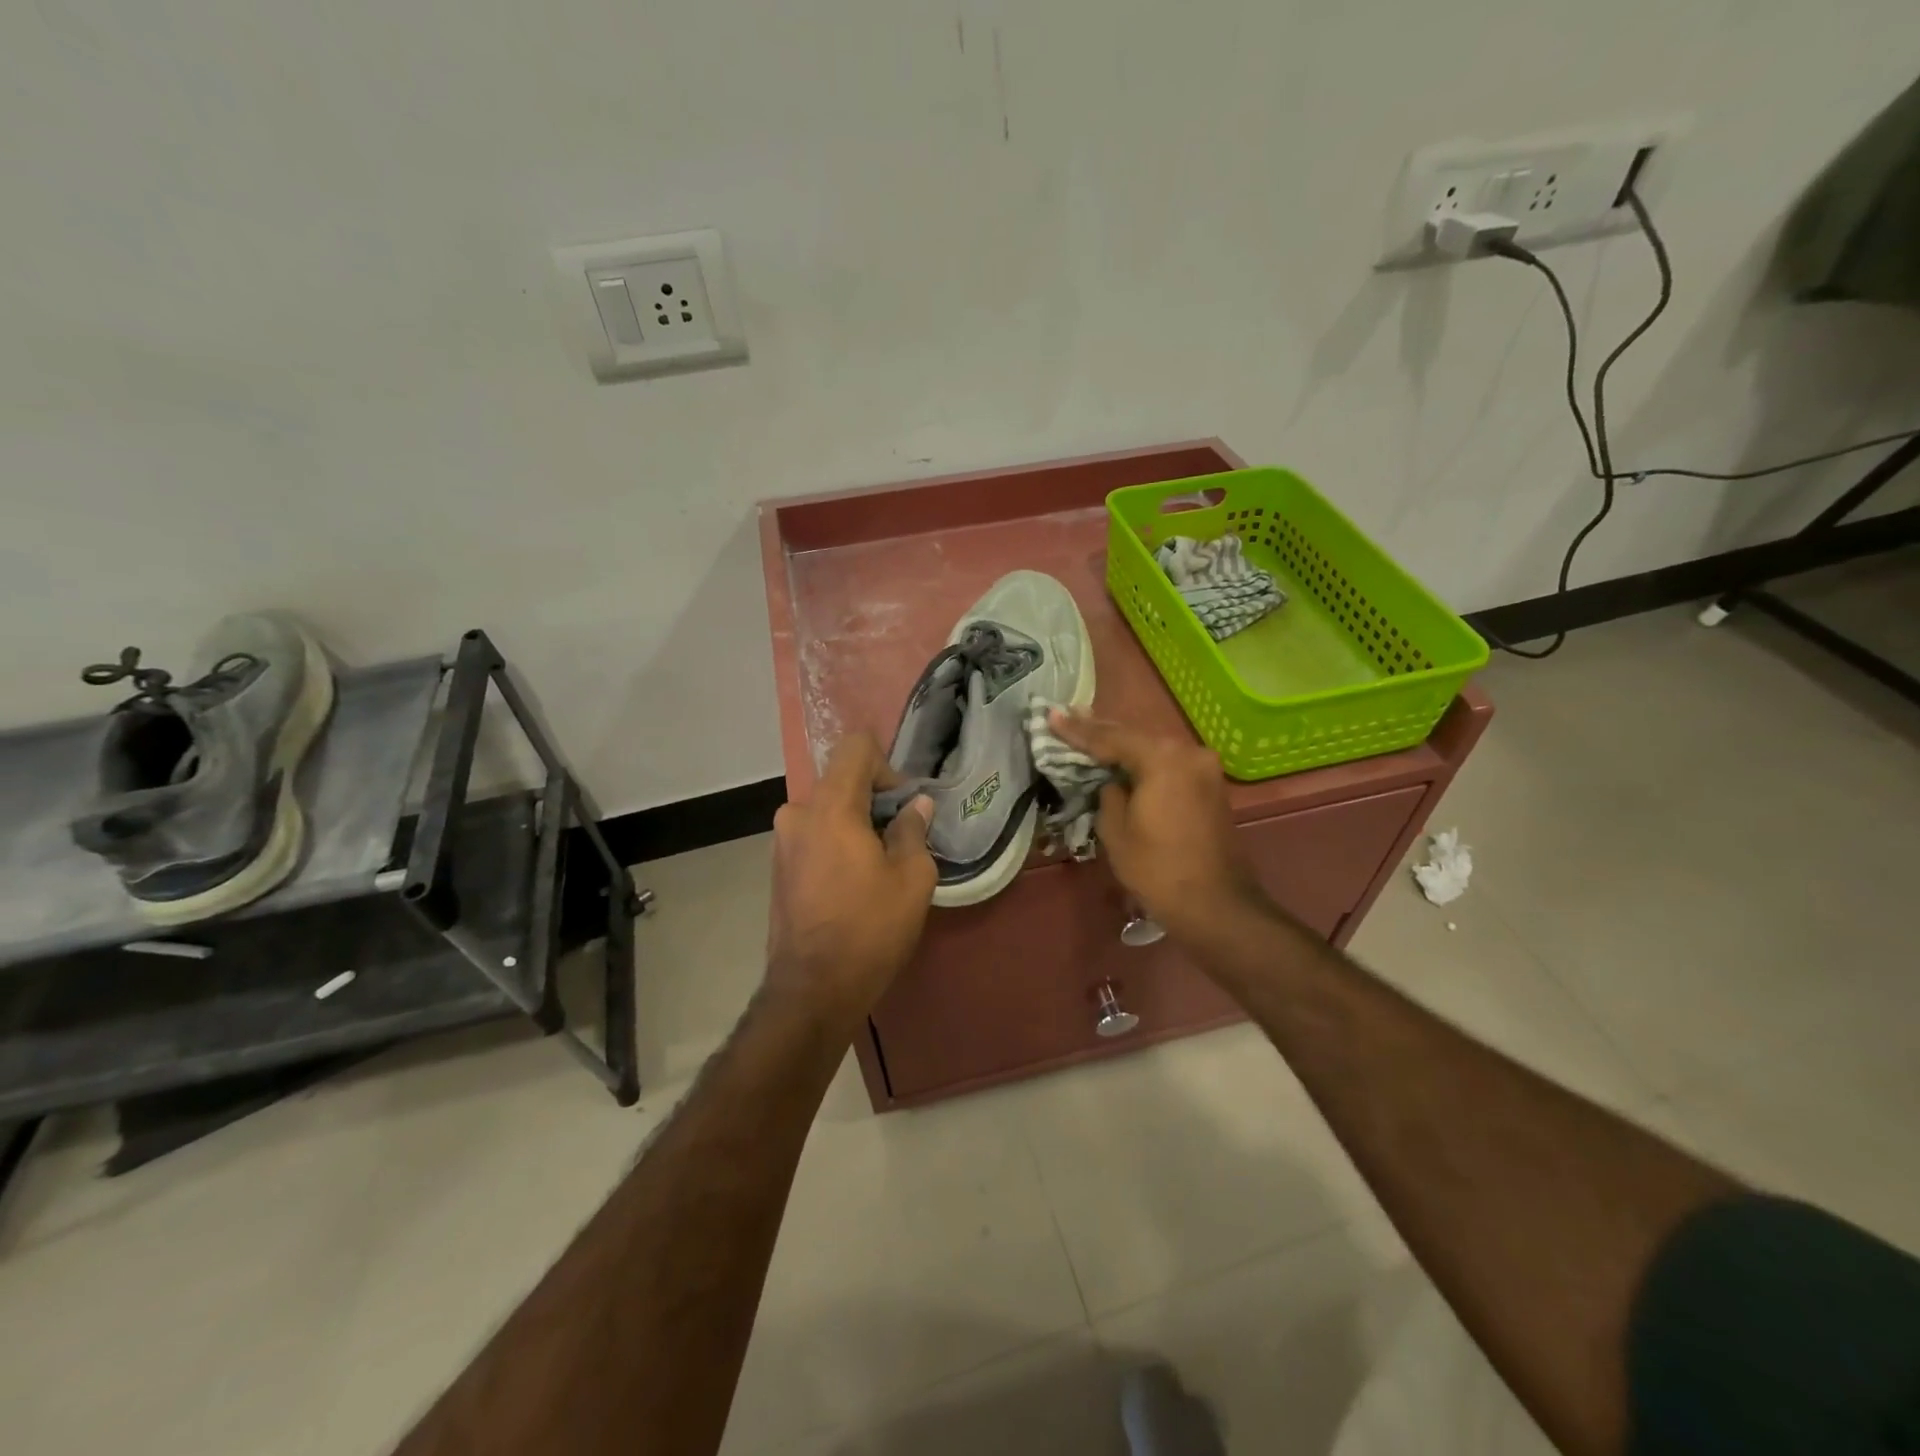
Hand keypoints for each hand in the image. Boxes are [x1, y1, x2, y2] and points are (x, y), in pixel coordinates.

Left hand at [765, 734, 936, 1031]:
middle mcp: (797, 813)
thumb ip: (913, 830)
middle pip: (841, 780)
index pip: (855, 747)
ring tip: (879, 863)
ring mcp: (782, 841)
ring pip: (827, 809)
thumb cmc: (870, 929)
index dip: (886, 765)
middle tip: (900, 836)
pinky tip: (854, 881)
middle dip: (874, 799)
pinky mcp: (778, 866)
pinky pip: (813, 834)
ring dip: (855, 823)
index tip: (903, 804)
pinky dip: (836, 842)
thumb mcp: (913, 879)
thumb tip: (915, 807)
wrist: (812, 990)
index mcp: (830, 807)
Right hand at [1051, 710, 1261, 942]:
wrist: (1215, 905)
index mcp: (1163, 759)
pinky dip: (1145, 761)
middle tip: (1068, 716)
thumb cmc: (1157, 869)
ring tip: (1089, 731)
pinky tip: (1123, 758)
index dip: (1077, 729)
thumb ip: (1108, 793)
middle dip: (1100, 730)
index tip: (1051, 715)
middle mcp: (1188, 753)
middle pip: (1135, 736)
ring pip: (1153, 749)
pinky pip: (1169, 764)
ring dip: (1123, 745)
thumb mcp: (1115, 830)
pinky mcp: (1210, 786)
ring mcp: (1204, 768)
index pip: (1110, 738)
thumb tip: (1113, 782)